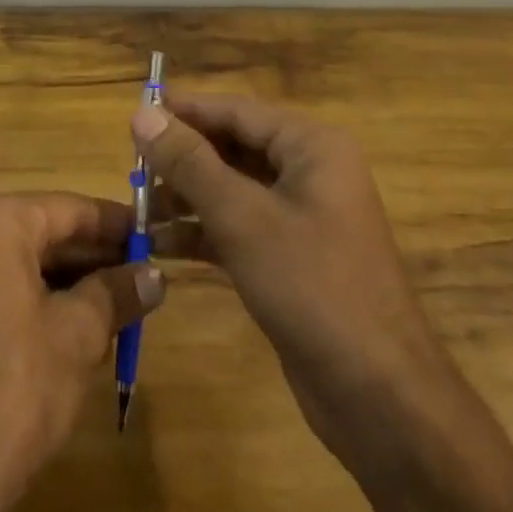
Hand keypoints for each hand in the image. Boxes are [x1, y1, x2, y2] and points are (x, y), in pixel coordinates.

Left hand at [0, 191, 164, 511]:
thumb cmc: (11, 390)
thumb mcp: (77, 337)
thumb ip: (116, 294)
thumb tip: (154, 276)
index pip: (68, 209)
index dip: (116, 224)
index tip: (154, 236)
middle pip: (42, 232)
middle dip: (93, 256)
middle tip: (141, 274)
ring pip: (20, 261)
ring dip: (67, 281)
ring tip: (118, 303)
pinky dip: (34, 297)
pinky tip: (73, 326)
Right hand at [135, 95, 512, 511]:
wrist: (382, 401)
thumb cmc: (314, 287)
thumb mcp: (243, 218)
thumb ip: (189, 162)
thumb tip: (141, 113)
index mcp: (311, 146)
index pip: (236, 110)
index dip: (184, 110)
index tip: (134, 114)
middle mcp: (309, 171)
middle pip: (233, 147)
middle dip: (183, 158)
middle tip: (130, 166)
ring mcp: (302, 218)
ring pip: (233, 189)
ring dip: (187, 198)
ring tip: (138, 208)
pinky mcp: (291, 259)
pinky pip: (239, 228)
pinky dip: (203, 233)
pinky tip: (161, 245)